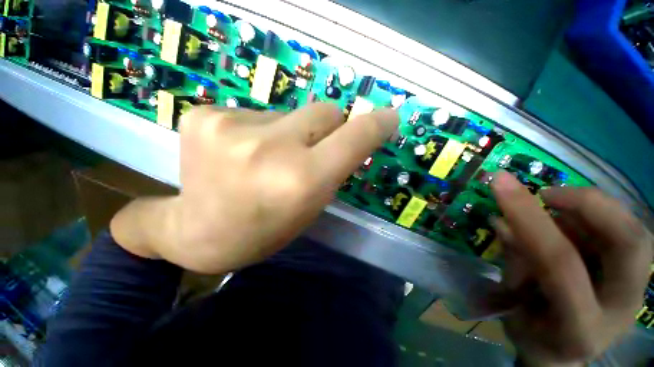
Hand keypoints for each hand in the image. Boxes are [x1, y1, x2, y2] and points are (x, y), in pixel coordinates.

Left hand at [111, 103, 397, 273]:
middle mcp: (270, 148)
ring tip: (264, 159)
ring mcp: (230, 126)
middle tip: (307, 150)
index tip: (389, 117)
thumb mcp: (311, 205)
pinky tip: (237, 152)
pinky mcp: (204, 114)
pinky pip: (254, 112)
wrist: (198, 232)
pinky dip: (257, 130)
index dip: (376, 125)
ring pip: (288, 112)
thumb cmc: (264, 228)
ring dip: (288, 132)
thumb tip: (350, 134)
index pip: (354, 137)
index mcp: (301, 180)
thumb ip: (334, 166)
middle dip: (327, 128)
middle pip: (324, 110)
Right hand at [491, 171, 652, 364]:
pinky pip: (626, 232)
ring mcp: (637, 292)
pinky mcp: (639, 278)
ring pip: (634, 231)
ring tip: (556, 209)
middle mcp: (621, 308)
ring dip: (592, 209)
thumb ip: (513, 262)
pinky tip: (571, 224)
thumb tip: (500, 220)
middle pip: (628, 243)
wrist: (566, 354)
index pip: (560, 264)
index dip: (529, 217)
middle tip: (547, 194)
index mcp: (580, 327)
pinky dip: (597, 218)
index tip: (501, 183)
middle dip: (588, 204)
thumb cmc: (533, 335)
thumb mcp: (512, 306)